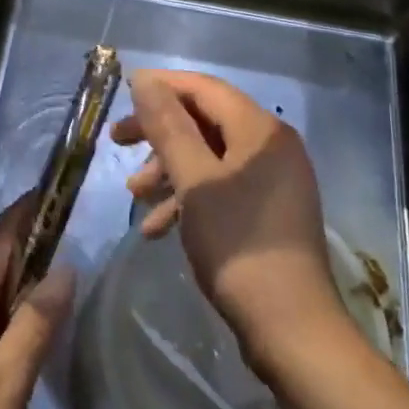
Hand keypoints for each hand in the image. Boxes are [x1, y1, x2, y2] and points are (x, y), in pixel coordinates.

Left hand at [0, 197, 74, 408]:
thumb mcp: (9, 382)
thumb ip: (37, 322)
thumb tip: (64, 267)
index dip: (23, 214)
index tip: (50, 193)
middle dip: (23, 244)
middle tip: (64, 237)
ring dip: (13, 278)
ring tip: (51, 280)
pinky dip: (1, 307)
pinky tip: (20, 330)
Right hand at [114, 69, 346, 364]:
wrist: (291, 328)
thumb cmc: (237, 245)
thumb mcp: (193, 181)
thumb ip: (168, 126)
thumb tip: (145, 80)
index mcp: (260, 129)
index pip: (204, 88)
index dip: (161, 85)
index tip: (122, 93)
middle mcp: (272, 145)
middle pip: (205, 120)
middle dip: (159, 131)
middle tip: (117, 142)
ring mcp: (274, 179)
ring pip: (210, 156)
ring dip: (169, 169)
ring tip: (134, 195)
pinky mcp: (269, 211)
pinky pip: (223, 187)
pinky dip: (190, 197)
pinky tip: (159, 227)